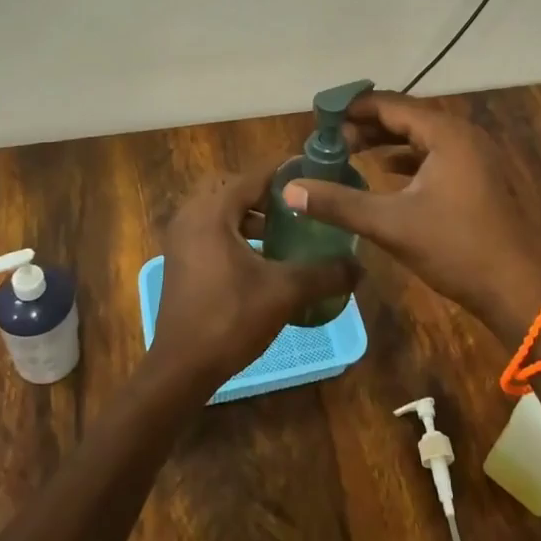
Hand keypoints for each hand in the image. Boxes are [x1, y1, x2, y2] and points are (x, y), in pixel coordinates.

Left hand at [152, 166, 360, 394]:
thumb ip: (324, 273)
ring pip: (220, 210)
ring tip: (285, 231)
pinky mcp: (180, 260)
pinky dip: (236, 232)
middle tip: (297, 205)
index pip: (253, 176)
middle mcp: (191, 216)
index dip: (285, 173)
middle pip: (233, 188)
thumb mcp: (284, 293)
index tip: (316, 173)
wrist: (181, 368)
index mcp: (212, 212)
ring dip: (250, 215)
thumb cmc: (230, 319)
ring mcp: (181, 239)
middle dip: (265, 193)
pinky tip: (262, 257)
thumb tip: (360, 266)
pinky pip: (211, 230)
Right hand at [281, 91, 540, 341]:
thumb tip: (289, 189)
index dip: (353, 108)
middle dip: (367, 125)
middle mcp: (464, 136)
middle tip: (331, 139)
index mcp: (446, 134)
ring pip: (423, 138)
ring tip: (351, 152)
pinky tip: (388, 173)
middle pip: (407, 117)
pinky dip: (409, 159)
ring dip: (387, 142)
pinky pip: (437, 155)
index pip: (391, 105)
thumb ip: (338, 203)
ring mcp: (477, 157)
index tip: (321, 117)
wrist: (520, 289)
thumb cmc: (457, 248)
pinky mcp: (481, 179)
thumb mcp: (391, 225)